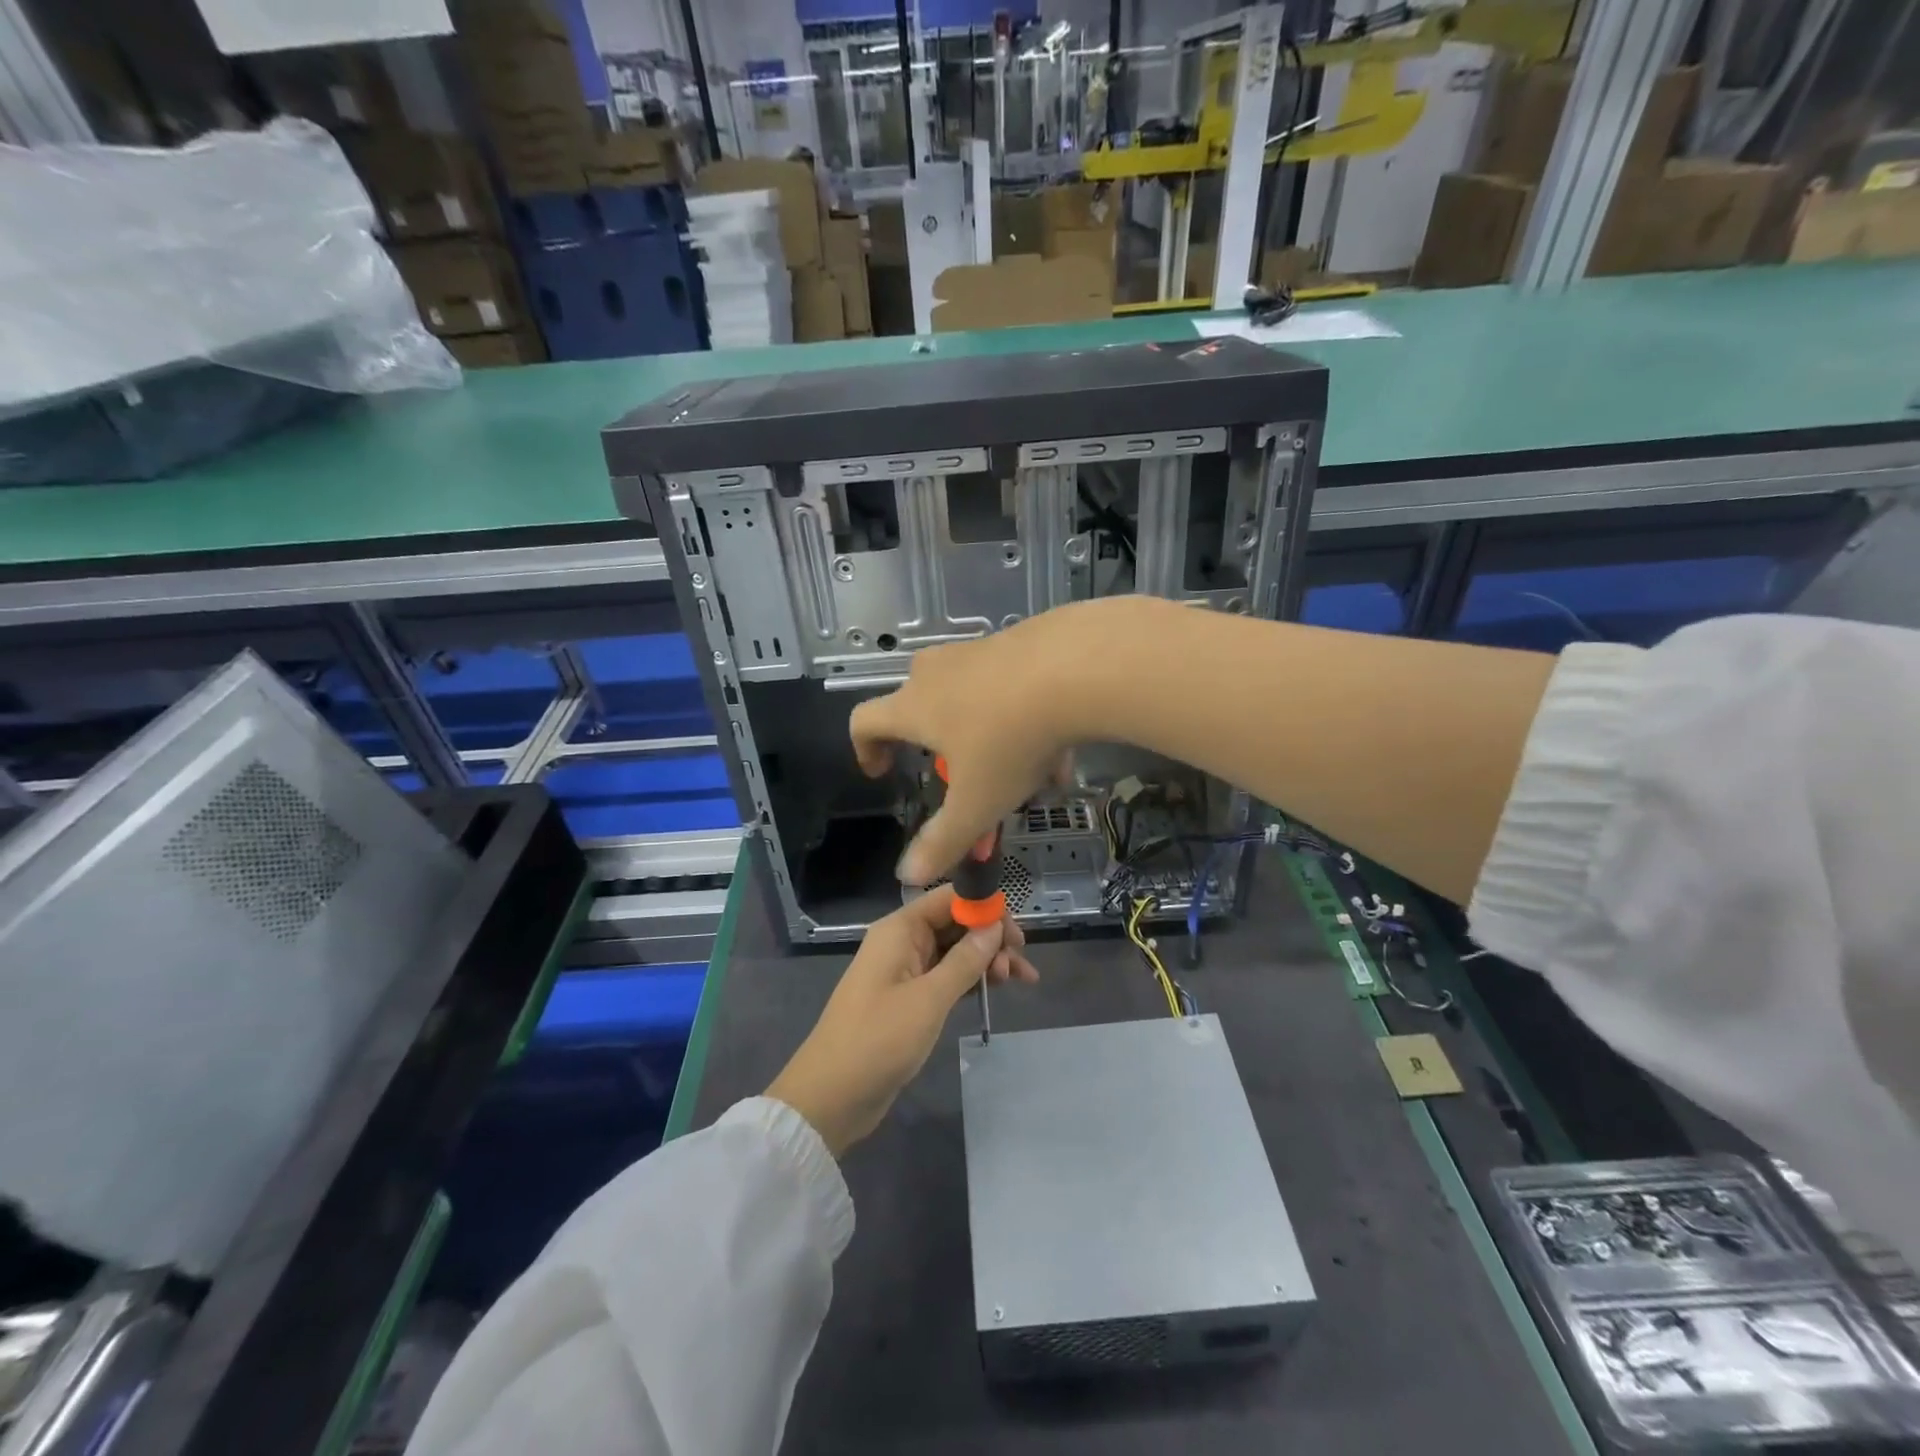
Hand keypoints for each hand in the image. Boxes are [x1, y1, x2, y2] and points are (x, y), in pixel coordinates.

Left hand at [766, 886, 1037, 1156]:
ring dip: (986, 961)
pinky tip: (995, 990)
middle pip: (955, 924)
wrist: (831, 1096)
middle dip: (990, 938)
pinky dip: (970, 980)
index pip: (949, 899)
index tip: (1017, 934)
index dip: (985, 909)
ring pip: (954, 951)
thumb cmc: (878, 1040)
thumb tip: (994, 926)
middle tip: (1022, 966)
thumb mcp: (929, 999)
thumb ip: (965, 960)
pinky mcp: (907, 998)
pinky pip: (945, 976)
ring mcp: (904, 970)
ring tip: (1019, 981)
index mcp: (900, 929)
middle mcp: (902, 941)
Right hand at [849, 606, 1121, 884]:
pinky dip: (1023, 718)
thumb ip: (943, 841)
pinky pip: (1010, 686)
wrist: (1076, 667)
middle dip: (935, 743)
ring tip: (1027, 776)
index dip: (865, 748)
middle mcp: (938, 672)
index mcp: (914, 706)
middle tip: (959, 774)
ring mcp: (979, 651)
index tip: (882, 772)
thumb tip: (908, 876)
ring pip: (972, 697)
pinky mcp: (1019, 641)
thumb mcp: (977, 802)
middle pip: (918, 704)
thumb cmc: (1010, 740)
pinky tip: (1060, 750)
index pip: (865, 720)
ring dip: (988, 736)